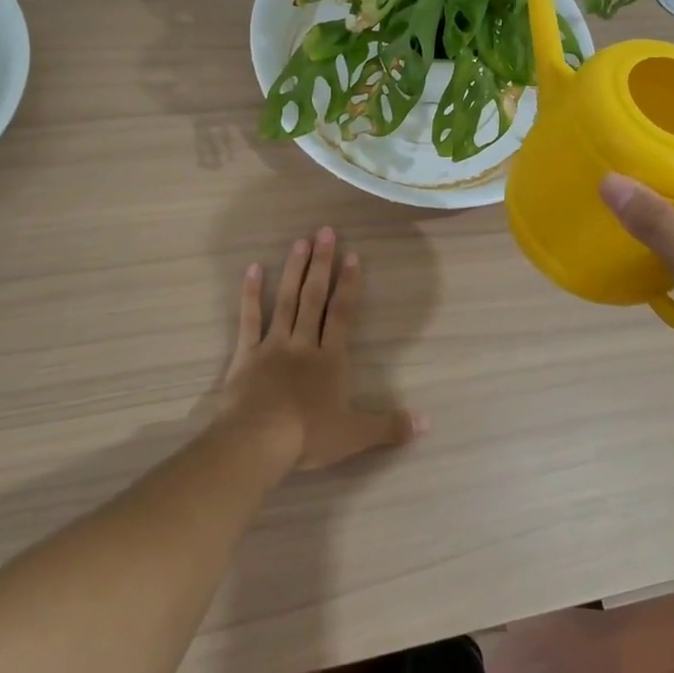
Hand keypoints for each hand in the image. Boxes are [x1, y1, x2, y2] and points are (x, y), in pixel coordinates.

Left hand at [221, 227, 423, 472]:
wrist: (258, 441)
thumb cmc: (308, 436)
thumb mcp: (355, 435)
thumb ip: (390, 426)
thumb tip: (427, 423)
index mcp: (330, 360)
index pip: (342, 314)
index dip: (349, 285)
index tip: (352, 255)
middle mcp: (303, 344)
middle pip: (313, 298)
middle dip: (321, 264)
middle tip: (325, 231)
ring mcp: (273, 346)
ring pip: (285, 301)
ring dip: (293, 270)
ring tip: (300, 241)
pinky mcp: (246, 355)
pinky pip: (249, 320)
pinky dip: (250, 295)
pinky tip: (252, 269)